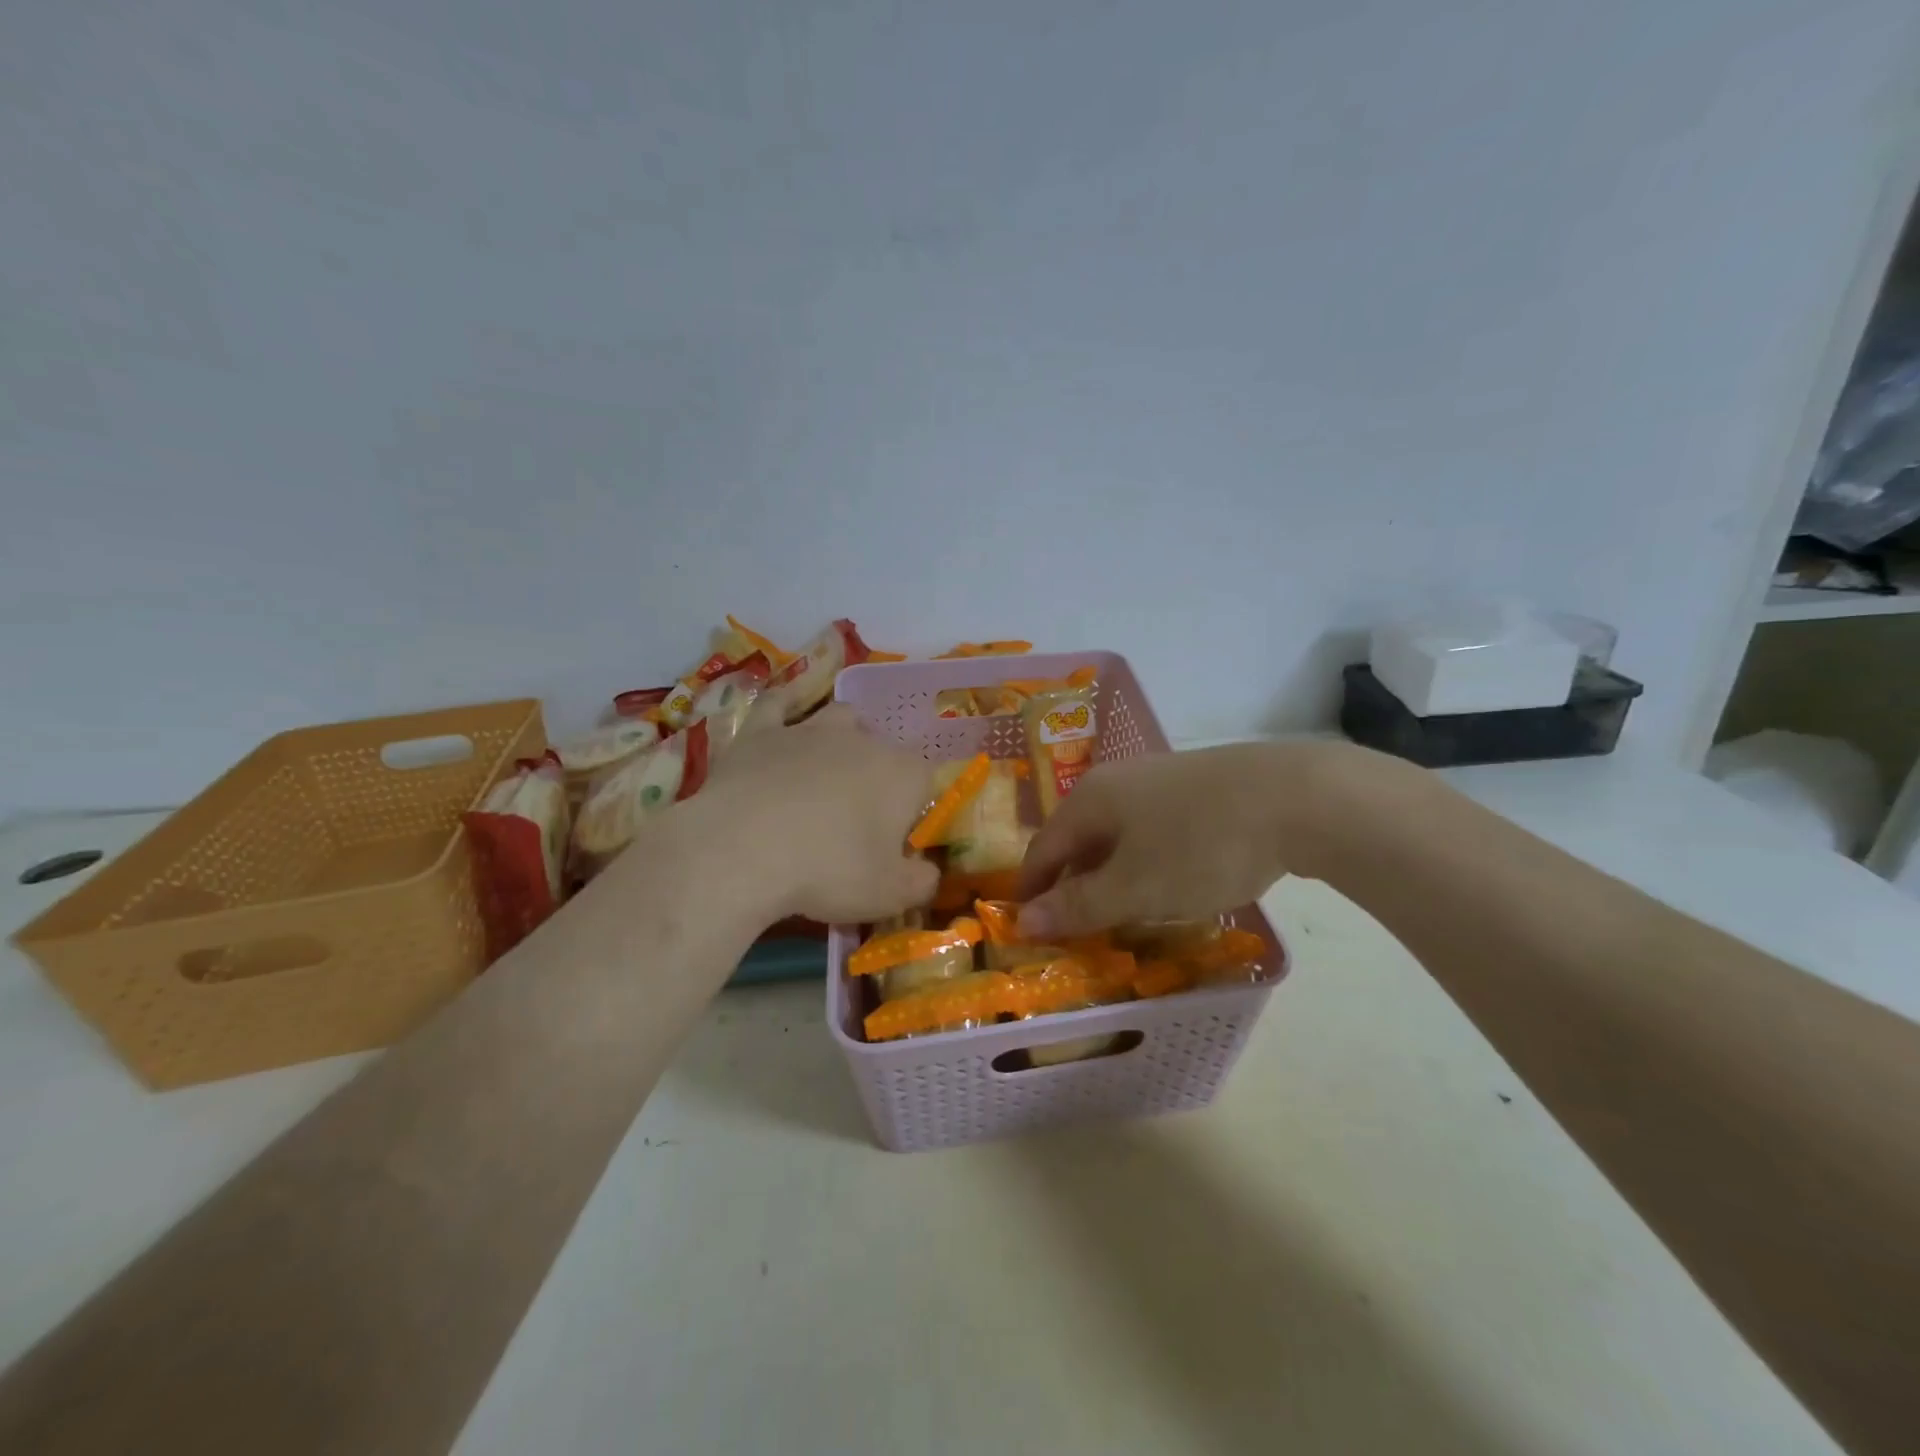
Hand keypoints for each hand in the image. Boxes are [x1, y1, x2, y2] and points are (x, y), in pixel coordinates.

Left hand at [697, 705, 939, 923]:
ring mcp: (810, 729)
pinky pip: (777, 705)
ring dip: (843, 736)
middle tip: (859, 818)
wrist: (742, 849)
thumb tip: (928, 873)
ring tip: (830, 766)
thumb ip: (920, 883)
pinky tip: (784, 711)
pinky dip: (784, 707)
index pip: (925, 781)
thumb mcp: (888, 895)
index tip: (895, 841)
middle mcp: (863, 740)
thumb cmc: (828, 871)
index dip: (913, 809)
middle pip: (883, 749)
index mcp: (902, 774)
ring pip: (840, 717)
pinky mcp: (761, 731)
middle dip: (878, 775)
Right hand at [1015, 741, 1363, 938]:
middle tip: (1079, 931)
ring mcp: (1161, 780)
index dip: (1032, 891)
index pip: (1043, 849)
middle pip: (1079, 840)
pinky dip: (1147, 863)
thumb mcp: (1134, 887)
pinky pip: (1154, 831)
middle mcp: (1117, 782)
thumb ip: (1078, 906)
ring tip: (1123, 914)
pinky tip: (1170, 883)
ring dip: (1112, 876)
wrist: (1299, 798)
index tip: (1028, 929)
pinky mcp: (1199, 788)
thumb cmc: (1200, 846)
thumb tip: (1022, 920)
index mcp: (1090, 800)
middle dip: (1074, 886)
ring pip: (1119, 835)